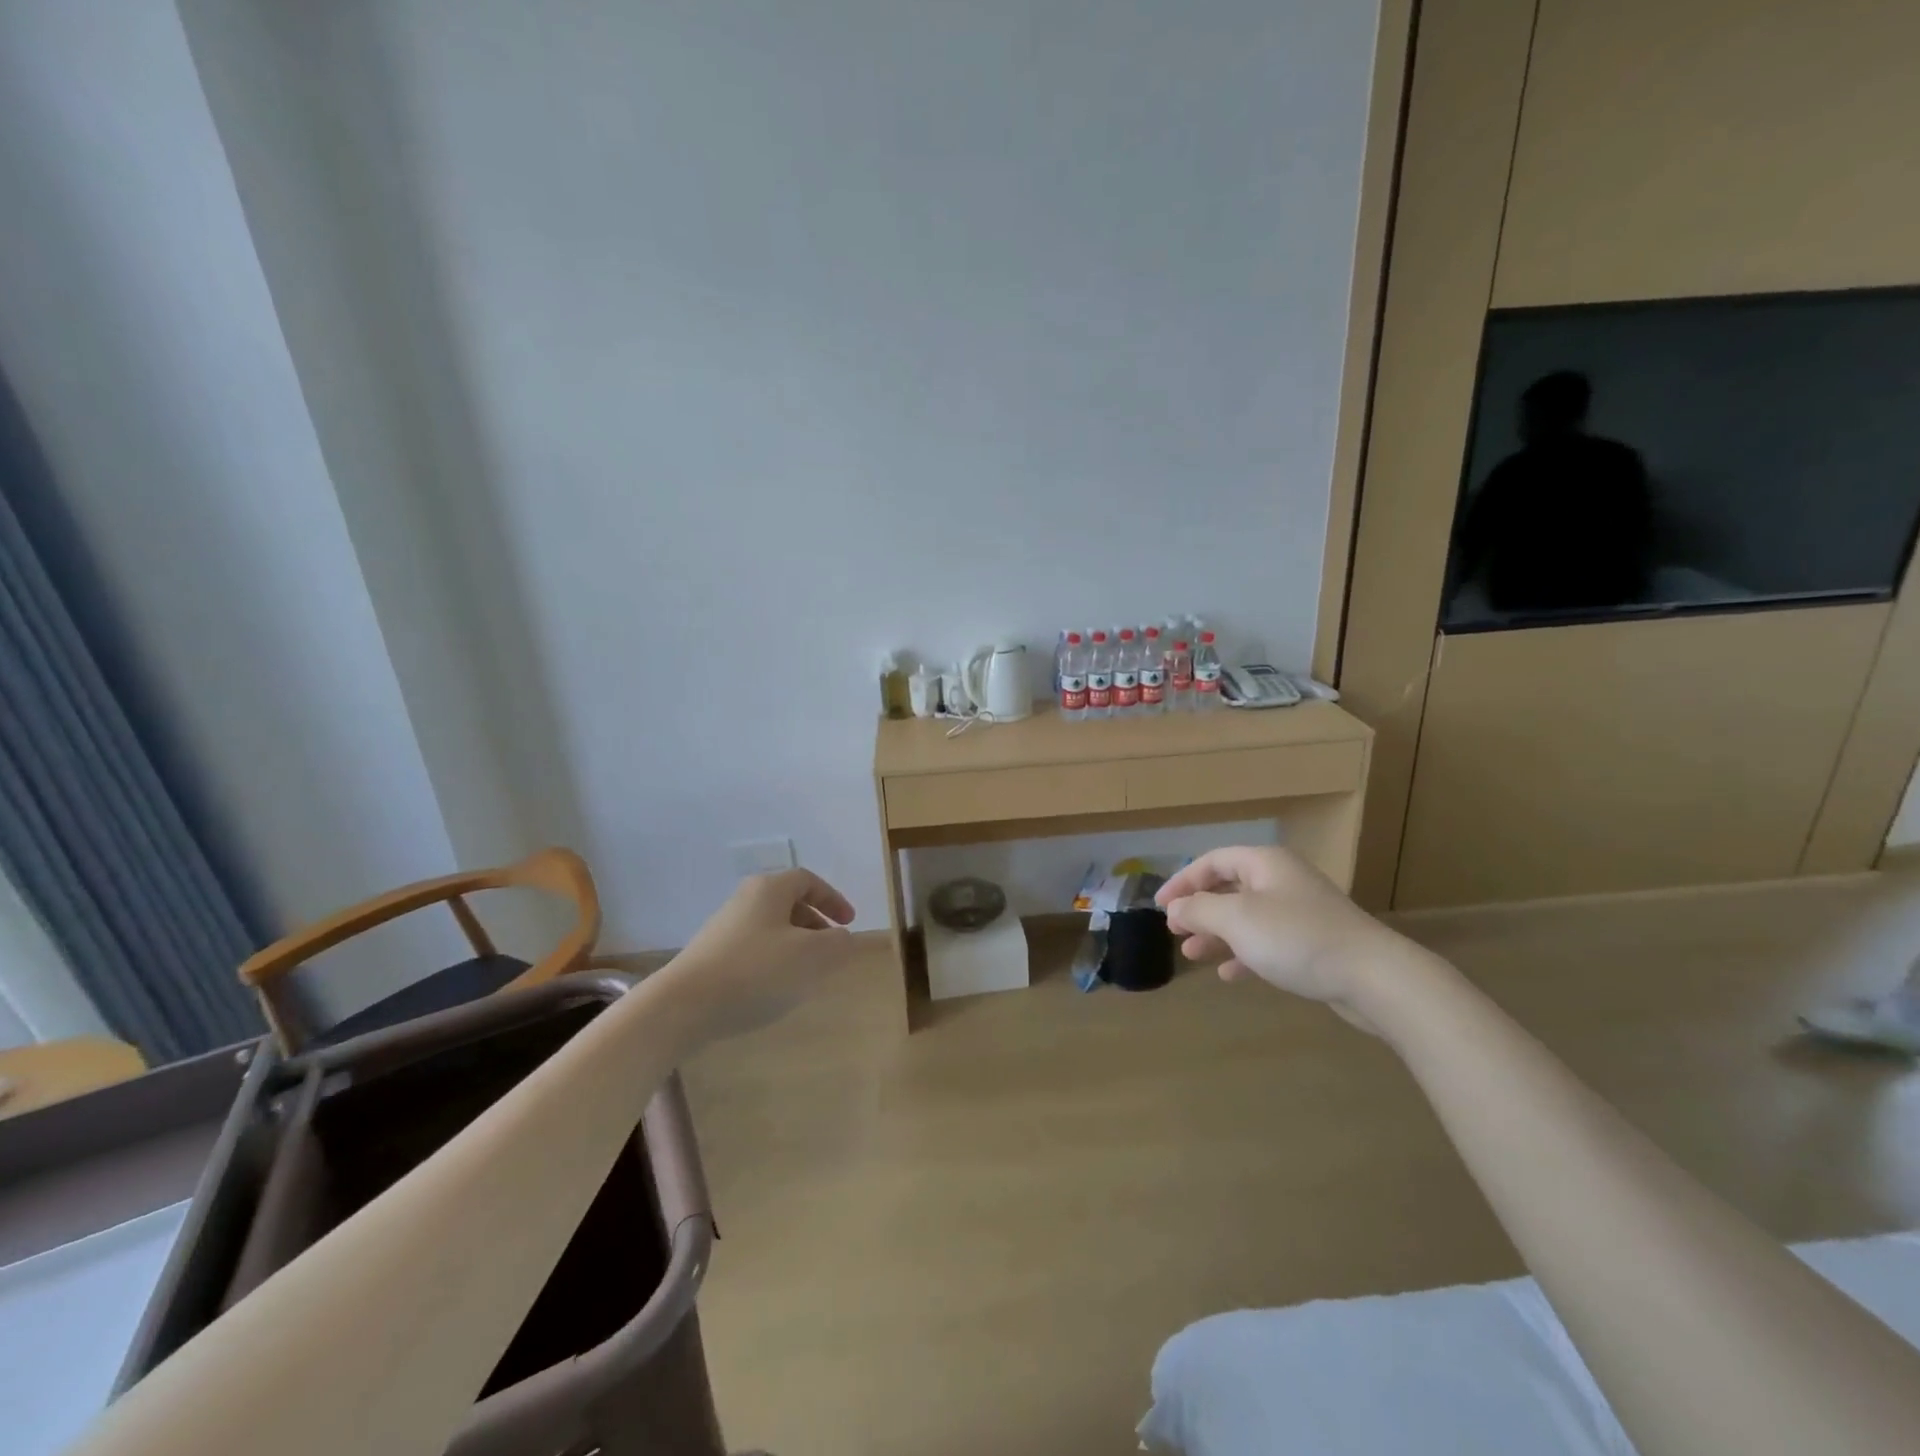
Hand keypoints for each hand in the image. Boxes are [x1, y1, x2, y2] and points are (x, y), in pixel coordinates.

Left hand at [659, 868, 857, 1040]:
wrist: (683, 1006)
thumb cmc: (756, 971)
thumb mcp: (812, 956)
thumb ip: (838, 943)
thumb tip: (843, 937)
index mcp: (769, 889)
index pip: (807, 881)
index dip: (833, 899)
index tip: (849, 924)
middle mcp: (745, 900)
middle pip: (788, 903)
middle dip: (815, 924)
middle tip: (830, 949)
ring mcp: (724, 928)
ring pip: (771, 928)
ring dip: (795, 945)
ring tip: (806, 974)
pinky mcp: (711, 956)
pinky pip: (753, 949)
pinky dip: (773, 961)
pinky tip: (774, 990)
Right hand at [1155, 846, 1411, 1025]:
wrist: (1373, 977)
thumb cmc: (1296, 937)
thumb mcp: (1237, 919)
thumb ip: (1199, 910)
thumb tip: (1175, 908)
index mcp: (1264, 863)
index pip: (1212, 861)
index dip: (1182, 880)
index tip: (1160, 906)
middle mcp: (1281, 880)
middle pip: (1229, 887)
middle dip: (1199, 909)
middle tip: (1175, 930)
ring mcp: (1299, 912)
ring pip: (1246, 917)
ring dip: (1217, 934)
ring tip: (1193, 954)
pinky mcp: (1313, 943)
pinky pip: (1267, 942)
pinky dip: (1244, 953)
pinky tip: (1228, 974)